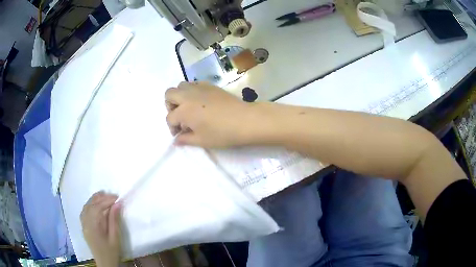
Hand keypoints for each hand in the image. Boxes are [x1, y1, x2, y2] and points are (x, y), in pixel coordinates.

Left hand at [81, 192, 121, 266]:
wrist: (104, 263)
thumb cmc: (111, 252)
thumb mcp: (115, 238)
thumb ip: (114, 220)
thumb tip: (117, 204)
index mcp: (93, 227)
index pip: (97, 208)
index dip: (106, 200)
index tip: (117, 197)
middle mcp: (85, 223)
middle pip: (90, 205)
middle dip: (101, 198)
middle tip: (112, 196)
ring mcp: (83, 224)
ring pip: (86, 206)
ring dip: (95, 200)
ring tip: (104, 196)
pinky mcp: (83, 226)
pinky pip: (84, 211)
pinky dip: (90, 204)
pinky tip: (95, 204)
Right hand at [165, 82, 262, 147]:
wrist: (244, 120)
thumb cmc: (222, 133)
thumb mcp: (201, 140)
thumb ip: (185, 140)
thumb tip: (175, 141)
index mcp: (184, 111)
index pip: (170, 118)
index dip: (172, 128)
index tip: (180, 134)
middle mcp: (188, 96)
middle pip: (169, 94)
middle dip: (170, 105)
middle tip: (180, 116)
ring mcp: (199, 88)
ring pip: (181, 86)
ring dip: (180, 96)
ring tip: (190, 108)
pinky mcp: (210, 85)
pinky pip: (194, 84)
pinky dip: (192, 91)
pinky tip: (201, 102)